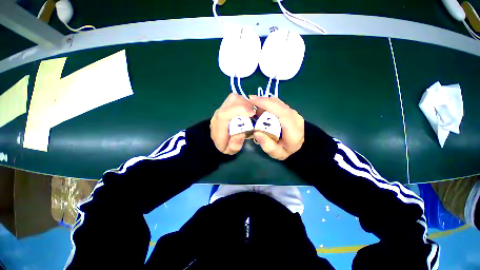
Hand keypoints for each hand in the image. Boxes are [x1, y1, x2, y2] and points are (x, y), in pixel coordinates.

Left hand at [211, 93, 254, 154]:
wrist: (217, 140)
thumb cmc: (225, 146)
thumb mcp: (231, 150)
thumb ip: (235, 144)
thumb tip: (241, 132)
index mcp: (218, 127)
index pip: (224, 114)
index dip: (239, 110)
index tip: (252, 113)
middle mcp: (218, 115)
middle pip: (230, 101)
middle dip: (245, 104)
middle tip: (254, 113)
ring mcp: (220, 108)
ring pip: (233, 98)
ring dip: (245, 102)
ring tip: (250, 112)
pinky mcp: (224, 106)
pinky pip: (234, 99)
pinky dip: (243, 101)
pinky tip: (246, 110)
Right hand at [249, 95, 303, 160]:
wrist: (298, 148)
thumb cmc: (286, 151)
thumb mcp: (276, 153)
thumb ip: (267, 145)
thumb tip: (256, 132)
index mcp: (293, 130)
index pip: (281, 112)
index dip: (267, 104)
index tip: (252, 100)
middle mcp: (295, 118)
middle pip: (279, 104)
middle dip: (263, 101)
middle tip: (250, 102)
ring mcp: (294, 113)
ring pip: (278, 102)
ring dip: (265, 102)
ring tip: (255, 108)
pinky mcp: (291, 111)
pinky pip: (279, 104)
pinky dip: (269, 104)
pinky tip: (262, 109)